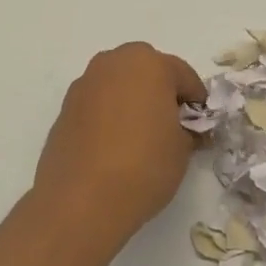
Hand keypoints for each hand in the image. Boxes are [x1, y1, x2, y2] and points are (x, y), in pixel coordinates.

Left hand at [32, 43, 206, 245]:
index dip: (196, 100)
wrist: (82, 201)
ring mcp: (84, 84)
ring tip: (140, 135)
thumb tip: (187, 130)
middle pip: (146, 70)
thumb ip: (188, 130)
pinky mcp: (65, 109)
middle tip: (170, 123)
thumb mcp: (183, 150)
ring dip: (131, 100)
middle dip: (160, 91)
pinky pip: (97, 104)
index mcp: (149, 64)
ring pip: (117, 84)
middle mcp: (113, 64)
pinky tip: (114, 146)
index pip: (183, 75)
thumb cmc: (144, 166)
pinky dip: (108, 115)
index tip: (200, 124)